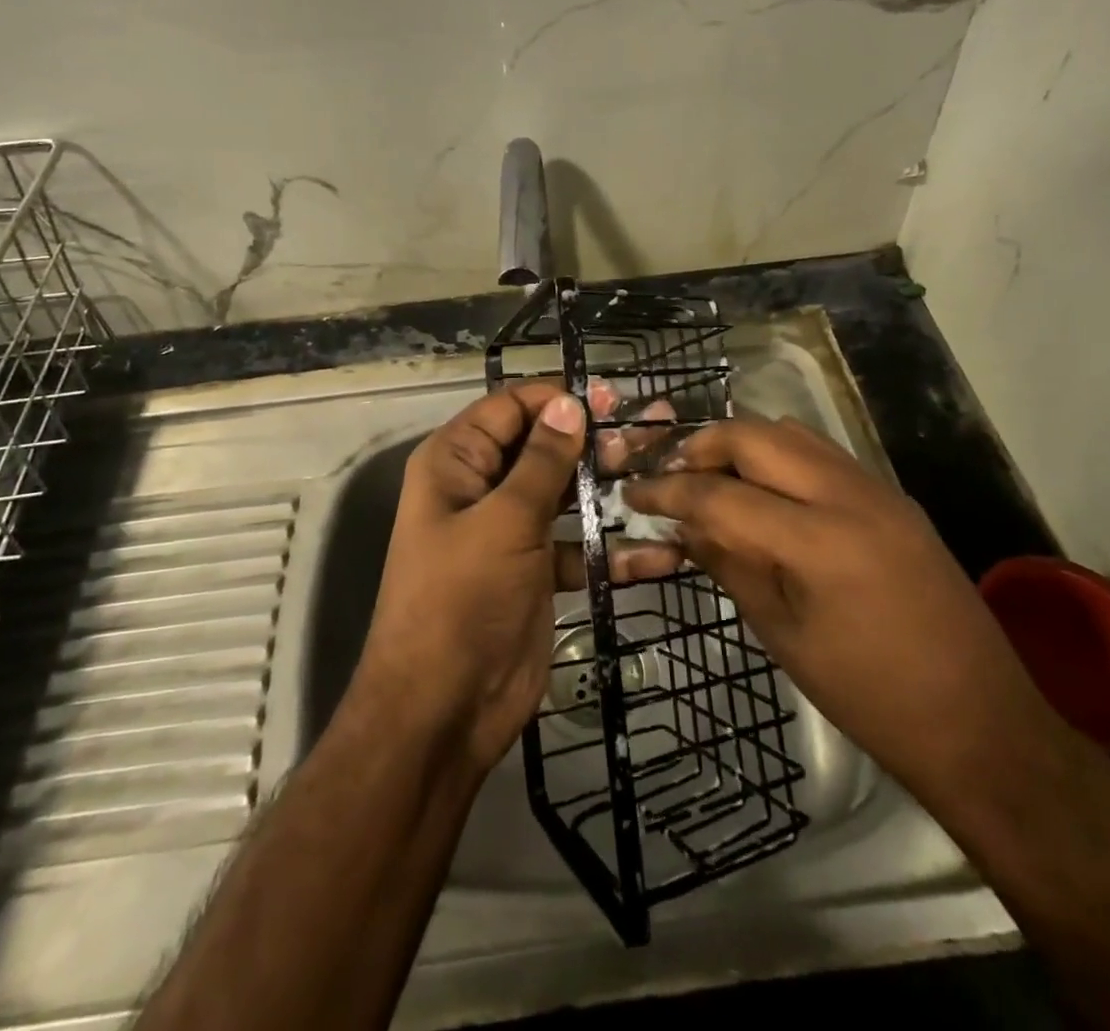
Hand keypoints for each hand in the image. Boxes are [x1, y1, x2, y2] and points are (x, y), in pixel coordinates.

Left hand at [350, 385, 684, 772]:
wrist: (444, 710)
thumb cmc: (461, 600)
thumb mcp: (503, 521)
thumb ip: (541, 461)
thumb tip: (570, 403)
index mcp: (456, 463)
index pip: (510, 408)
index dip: (557, 399)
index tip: (611, 399)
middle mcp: (482, 488)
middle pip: (544, 448)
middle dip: (595, 441)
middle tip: (652, 432)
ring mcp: (511, 531)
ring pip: (566, 494)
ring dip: (611, 489)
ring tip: (665, 474)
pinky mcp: (537, 572)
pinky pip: (579, 547)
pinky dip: (614, 550)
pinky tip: (663, 552)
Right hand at [625, 416, 1067, 806]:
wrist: (980, 721)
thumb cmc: (870, 696)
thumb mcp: (784, 636)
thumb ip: (731, 565)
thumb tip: (685, 526)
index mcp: (817, 541)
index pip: (720, 494)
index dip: (668, 491)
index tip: (633, 493)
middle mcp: (848, 495)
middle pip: (756, 435)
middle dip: (704, 446)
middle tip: (673, 476)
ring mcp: (878, 489)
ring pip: (792, 433)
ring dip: (744, 446)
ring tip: (715, 480)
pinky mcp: (894, 497)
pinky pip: (823, 454)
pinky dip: (782, 458)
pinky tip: (767, 494)